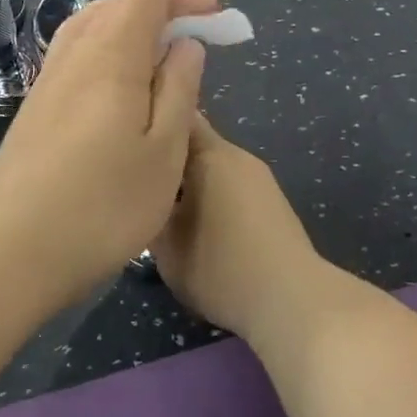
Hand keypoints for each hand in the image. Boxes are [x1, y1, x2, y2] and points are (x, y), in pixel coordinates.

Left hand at [0, 0, 220, 305]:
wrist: (17, 247)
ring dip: (132, 18)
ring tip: (165, 35)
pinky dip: (108, 43)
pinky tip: (121, 72)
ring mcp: (49, 82)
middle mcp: (75, 57)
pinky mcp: (36, 108)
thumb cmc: (106, 205)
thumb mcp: (164, 150)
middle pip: (118, 4)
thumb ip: (179, 89)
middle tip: (204, 13)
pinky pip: (77, 52)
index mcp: (111, 58)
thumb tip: (185, 43)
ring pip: (92, 25)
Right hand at [152, 114, 334, 343]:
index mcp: (208, 154)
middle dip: (166, 159)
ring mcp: (259, 178)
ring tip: (165, 209)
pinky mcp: (272, 203)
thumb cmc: (219, 267)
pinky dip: (211, 197)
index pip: (174, 117)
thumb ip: (145, 207)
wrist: (292, 300)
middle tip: (137, 184)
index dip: (147, 124)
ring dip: (189, 181)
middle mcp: (236, 156)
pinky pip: (231, 186)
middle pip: (193, 142)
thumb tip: (138, 192)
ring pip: (213, 167)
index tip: (123, 143)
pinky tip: (200, 226)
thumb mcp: (164, 244)